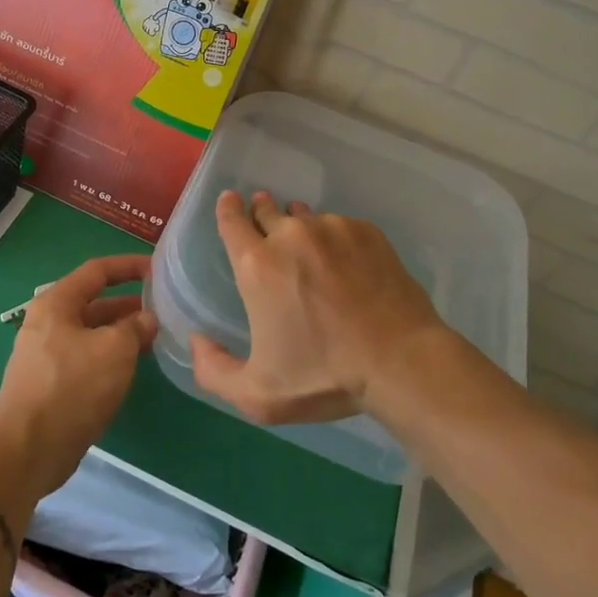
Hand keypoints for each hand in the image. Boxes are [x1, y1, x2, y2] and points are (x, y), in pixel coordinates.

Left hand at [0, 254, 156, 498]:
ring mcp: (48, 355)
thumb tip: (147, 319)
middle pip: (94, 303)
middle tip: (162, 308)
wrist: (27, 449)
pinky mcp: (52, 384)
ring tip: (155, 338)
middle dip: (128, 304)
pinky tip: (132, 367)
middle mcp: (48, 323)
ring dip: (122, 333)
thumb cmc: (71, 387)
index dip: (128, 266)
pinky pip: (87, 359)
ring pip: (92, 334)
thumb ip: (135, 328)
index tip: (157, 268)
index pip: (97, 271)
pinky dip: (110, 357)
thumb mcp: (114, 350)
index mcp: (56, 303)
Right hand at [191, 190, 447, 424]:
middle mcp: (290, 235)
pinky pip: (340, 226)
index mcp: (257, 265)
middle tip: (266, 226)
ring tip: (309, 249)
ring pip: (305, 217)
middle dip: (262, 213)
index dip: (228, 209)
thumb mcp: (258, 394)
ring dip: (298, 227)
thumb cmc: (324, 376)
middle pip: (267, 210)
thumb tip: (196, 340)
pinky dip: (335, 238)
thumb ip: (213, 371)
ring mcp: (332, 229)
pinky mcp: (366, 232)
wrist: (401, 362)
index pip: (231, 220)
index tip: (231, 201)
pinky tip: (346, 264)